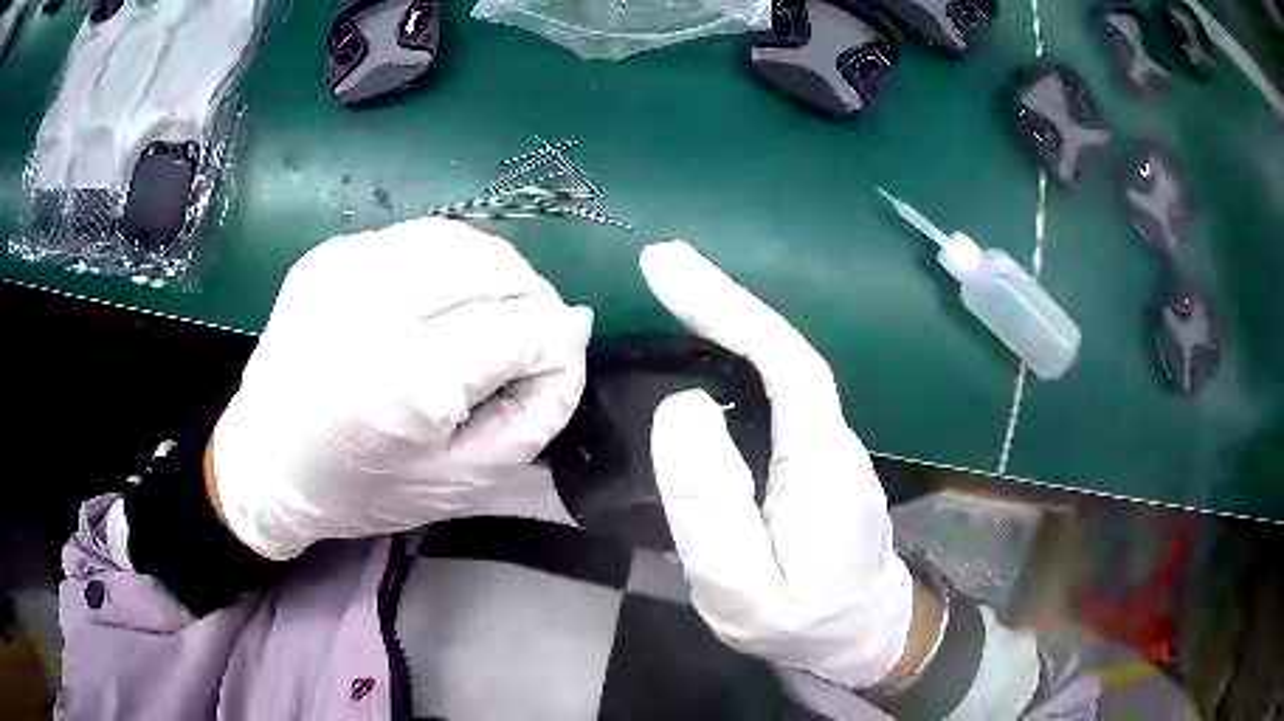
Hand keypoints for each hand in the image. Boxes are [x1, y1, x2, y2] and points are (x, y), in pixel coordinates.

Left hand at [210, 218, 592, 559]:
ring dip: (496, 274)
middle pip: (493, 266)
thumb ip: (532, 415)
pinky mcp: (329, 253)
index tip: (553, 369)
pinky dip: (450, 265)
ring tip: (493, 314)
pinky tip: (440, 302)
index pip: (521, 328)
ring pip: (460, 239)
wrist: (264, 463)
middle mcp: (370, 306)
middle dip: (533, 298)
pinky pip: (418, 239)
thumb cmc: (360, 489)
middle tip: (532, 337)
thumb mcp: (461, 483)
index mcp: (402, 382)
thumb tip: (572, 335)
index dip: (556, 347)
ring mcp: (344, 268)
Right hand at [640, 241, 919, 688]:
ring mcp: (827, 447)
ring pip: (782, 369)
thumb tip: (682, 408)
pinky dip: (741, 357)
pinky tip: (707, 351)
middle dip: (724, 301)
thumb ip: (713, 512)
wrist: (862, 637)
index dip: (731, 308)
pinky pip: (778, 394)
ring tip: (673, 289)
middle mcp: (832, 439)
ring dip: (730, 323)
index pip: (785, 363)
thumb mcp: (744, 591)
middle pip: (784, 353)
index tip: (668, 269)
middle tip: (661, 262)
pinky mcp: (816, 460)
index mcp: (821, 463)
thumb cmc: (801, 623)